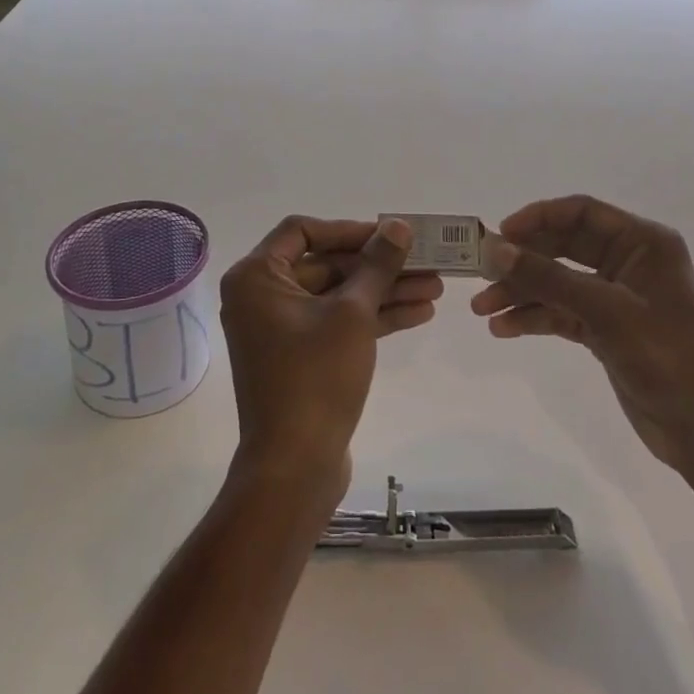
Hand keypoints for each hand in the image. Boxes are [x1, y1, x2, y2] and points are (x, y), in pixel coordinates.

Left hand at [220, 217, 442, 501]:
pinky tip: (419, 314)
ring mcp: (282, 329)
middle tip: (425, 261)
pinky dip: (373, 318)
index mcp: (257, 278)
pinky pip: (337, 323)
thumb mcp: (353, 313)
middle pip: (326, 264)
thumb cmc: (315, 378)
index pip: (303, 231)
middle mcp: (262, 297)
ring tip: (436, 287)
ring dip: (384, 291)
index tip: (389, 234)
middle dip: (378, 265)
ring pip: (338, 295)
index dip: (349, 229)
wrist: (295, 467)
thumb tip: (397, 225)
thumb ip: (377, 264)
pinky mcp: (301, 356)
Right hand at [472, 196, 693, 472]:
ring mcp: (617, 297)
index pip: (582, 212)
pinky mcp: (607, 329)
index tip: (500, 235)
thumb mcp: (606, 312)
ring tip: (482, 310)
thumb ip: (549, 278)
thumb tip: (496, 249)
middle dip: (523, 260)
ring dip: (522, 292)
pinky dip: (535, 318)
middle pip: (564, 246)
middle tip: (481, 273)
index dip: (538, 217)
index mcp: (643, 242)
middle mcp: (629, 262)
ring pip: (558, 282)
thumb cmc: (667, 357)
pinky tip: (504, 328)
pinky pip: (562, 312)